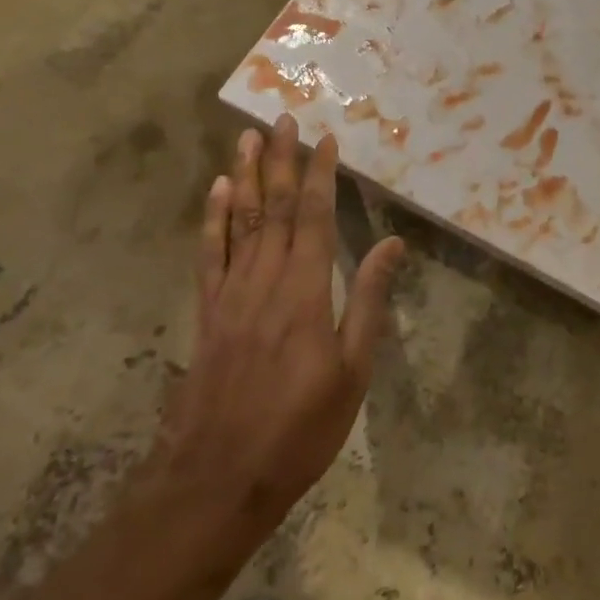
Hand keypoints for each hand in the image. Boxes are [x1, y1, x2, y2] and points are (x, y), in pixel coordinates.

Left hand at [152, 114, 402, 556]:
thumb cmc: (299, 429)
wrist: (215, 481)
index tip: (326, 139)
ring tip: (249, 137)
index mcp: (305, 291)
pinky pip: (210, 255)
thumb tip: (391, 244)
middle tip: (283, 118)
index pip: (315, 217)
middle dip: (281, 160)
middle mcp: (265, 280)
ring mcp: (230, 295)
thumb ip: (369, 302)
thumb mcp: (352, 372)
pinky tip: (218, 192)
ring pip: (240, 221)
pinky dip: (213, 219)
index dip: (321, 175)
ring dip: (246, 176)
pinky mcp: (207, 314)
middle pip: (275, 207)